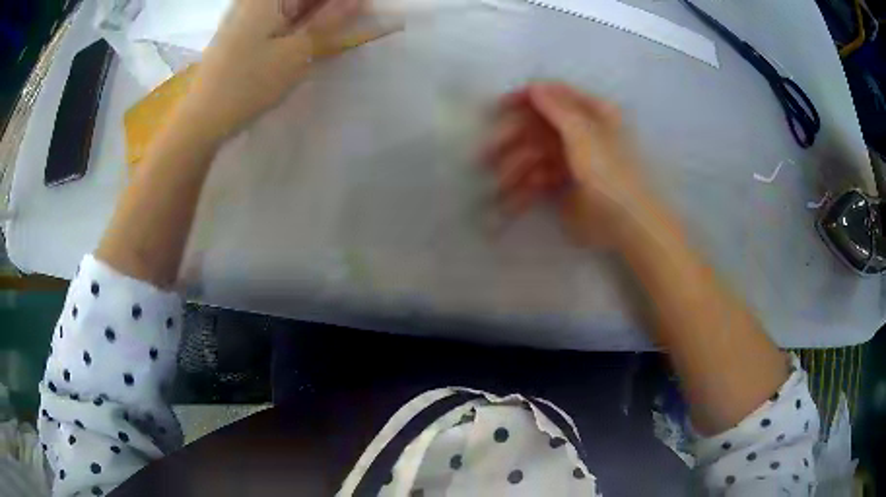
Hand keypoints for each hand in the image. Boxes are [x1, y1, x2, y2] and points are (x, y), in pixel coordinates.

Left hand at [181, 0, 370, 141]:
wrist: (202, 120)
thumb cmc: (249, 83)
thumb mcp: (297, 52)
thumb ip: (329, 21)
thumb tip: (357, 1)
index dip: (339, 1)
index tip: (360, 10)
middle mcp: (254, 1)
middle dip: (327, 7)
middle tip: (348, 22)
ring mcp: (245, 15)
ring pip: (290, 7)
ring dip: (314, 17)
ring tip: (329, 33)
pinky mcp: (241, 33)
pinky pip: (277, 18)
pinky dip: (296, 25)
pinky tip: (306, 38)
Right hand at [483, 82, 650, 247]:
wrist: (623, 224)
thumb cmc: (608, 171)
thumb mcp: (583, 133)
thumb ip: (557, 108)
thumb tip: (534, 86)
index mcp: (593, 114)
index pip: (556, 96)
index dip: (527, 98)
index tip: (499, 106)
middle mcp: (581, 133)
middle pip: (539, 127)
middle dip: (512, 139)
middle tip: (486, 153)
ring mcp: (571, 161)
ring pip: (535, 156)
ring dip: (514, 168)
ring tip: (500, 184)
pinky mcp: (563, 187)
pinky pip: (538, 181)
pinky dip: (523, 191)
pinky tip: (510, 202)